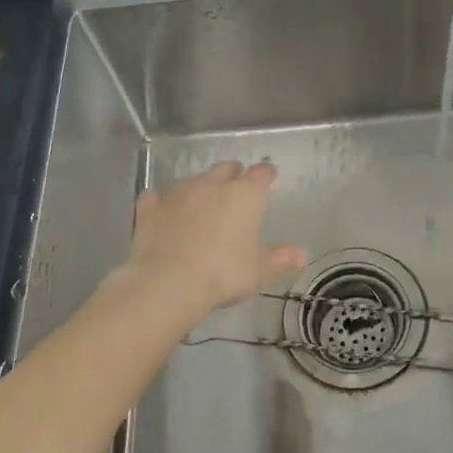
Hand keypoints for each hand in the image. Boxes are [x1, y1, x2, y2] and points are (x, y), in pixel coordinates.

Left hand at [112, 161, 307, 321]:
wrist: (168, 283)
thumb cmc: (224, 273)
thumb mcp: (260, 270)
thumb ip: (281, 258)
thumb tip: (302, 254)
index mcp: (245, 195)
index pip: (260, 174)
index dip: (266, 174)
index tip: (269, 177)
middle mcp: (212, 185)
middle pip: (225, 169)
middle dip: (232, 175)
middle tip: (236, 187)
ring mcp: (178, 193)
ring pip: (193, 180)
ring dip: (200, 187)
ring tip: (202, 201)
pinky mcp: (150, 208)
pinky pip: (157, 198)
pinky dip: (162, 202)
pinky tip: (163, 211)